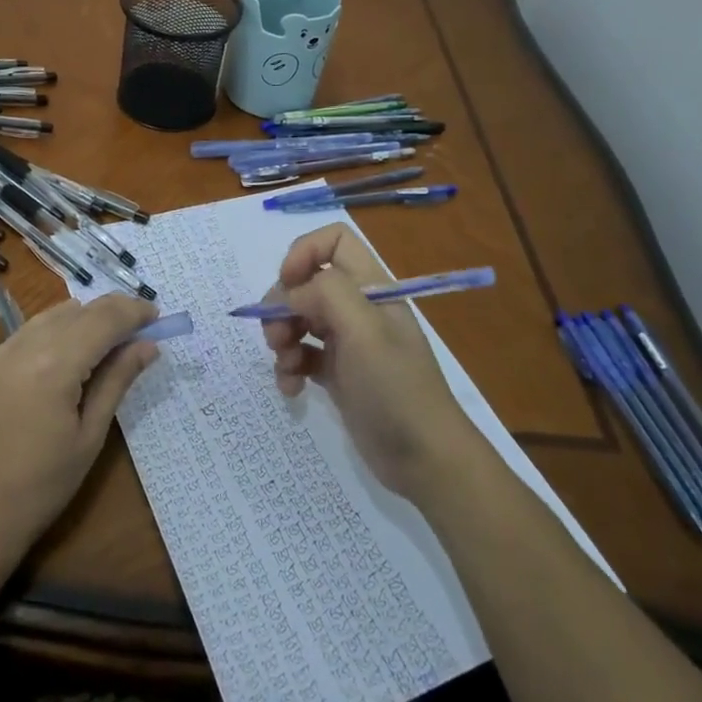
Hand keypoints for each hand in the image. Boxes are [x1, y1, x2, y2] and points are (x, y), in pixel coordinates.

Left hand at [0, 296, 160, 579]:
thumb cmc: (39, 488)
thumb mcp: (89, 437)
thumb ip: (117, 381)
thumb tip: (148, 346)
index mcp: (54, 364)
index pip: (104, 319)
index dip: (134, 312)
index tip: (158, 316)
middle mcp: (25, 345)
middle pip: (79, 310)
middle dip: (113, 311)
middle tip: (142, 327)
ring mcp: (0, 352)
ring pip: (53, 314)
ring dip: (85, 317)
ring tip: (110, 339)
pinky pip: (30, 330)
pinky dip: (58, 329)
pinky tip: (71, 352)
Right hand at [263, 225, 473, 499]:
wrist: (425, 460)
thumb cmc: (396, 388)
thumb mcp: (365, 331)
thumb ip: (326, 294)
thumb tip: (291, 295)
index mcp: (371, 287)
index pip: (333, 241)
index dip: (303, 253)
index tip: (287, 284)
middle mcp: (358, 307)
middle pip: (306, 281)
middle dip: (282, 304)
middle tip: (276, 335)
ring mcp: (347, 341)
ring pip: (298, 318)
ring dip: (280, 336)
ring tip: (284, 365)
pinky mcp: (337, 373)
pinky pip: (300, 354)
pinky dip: (288, 367)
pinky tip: (291, 389)